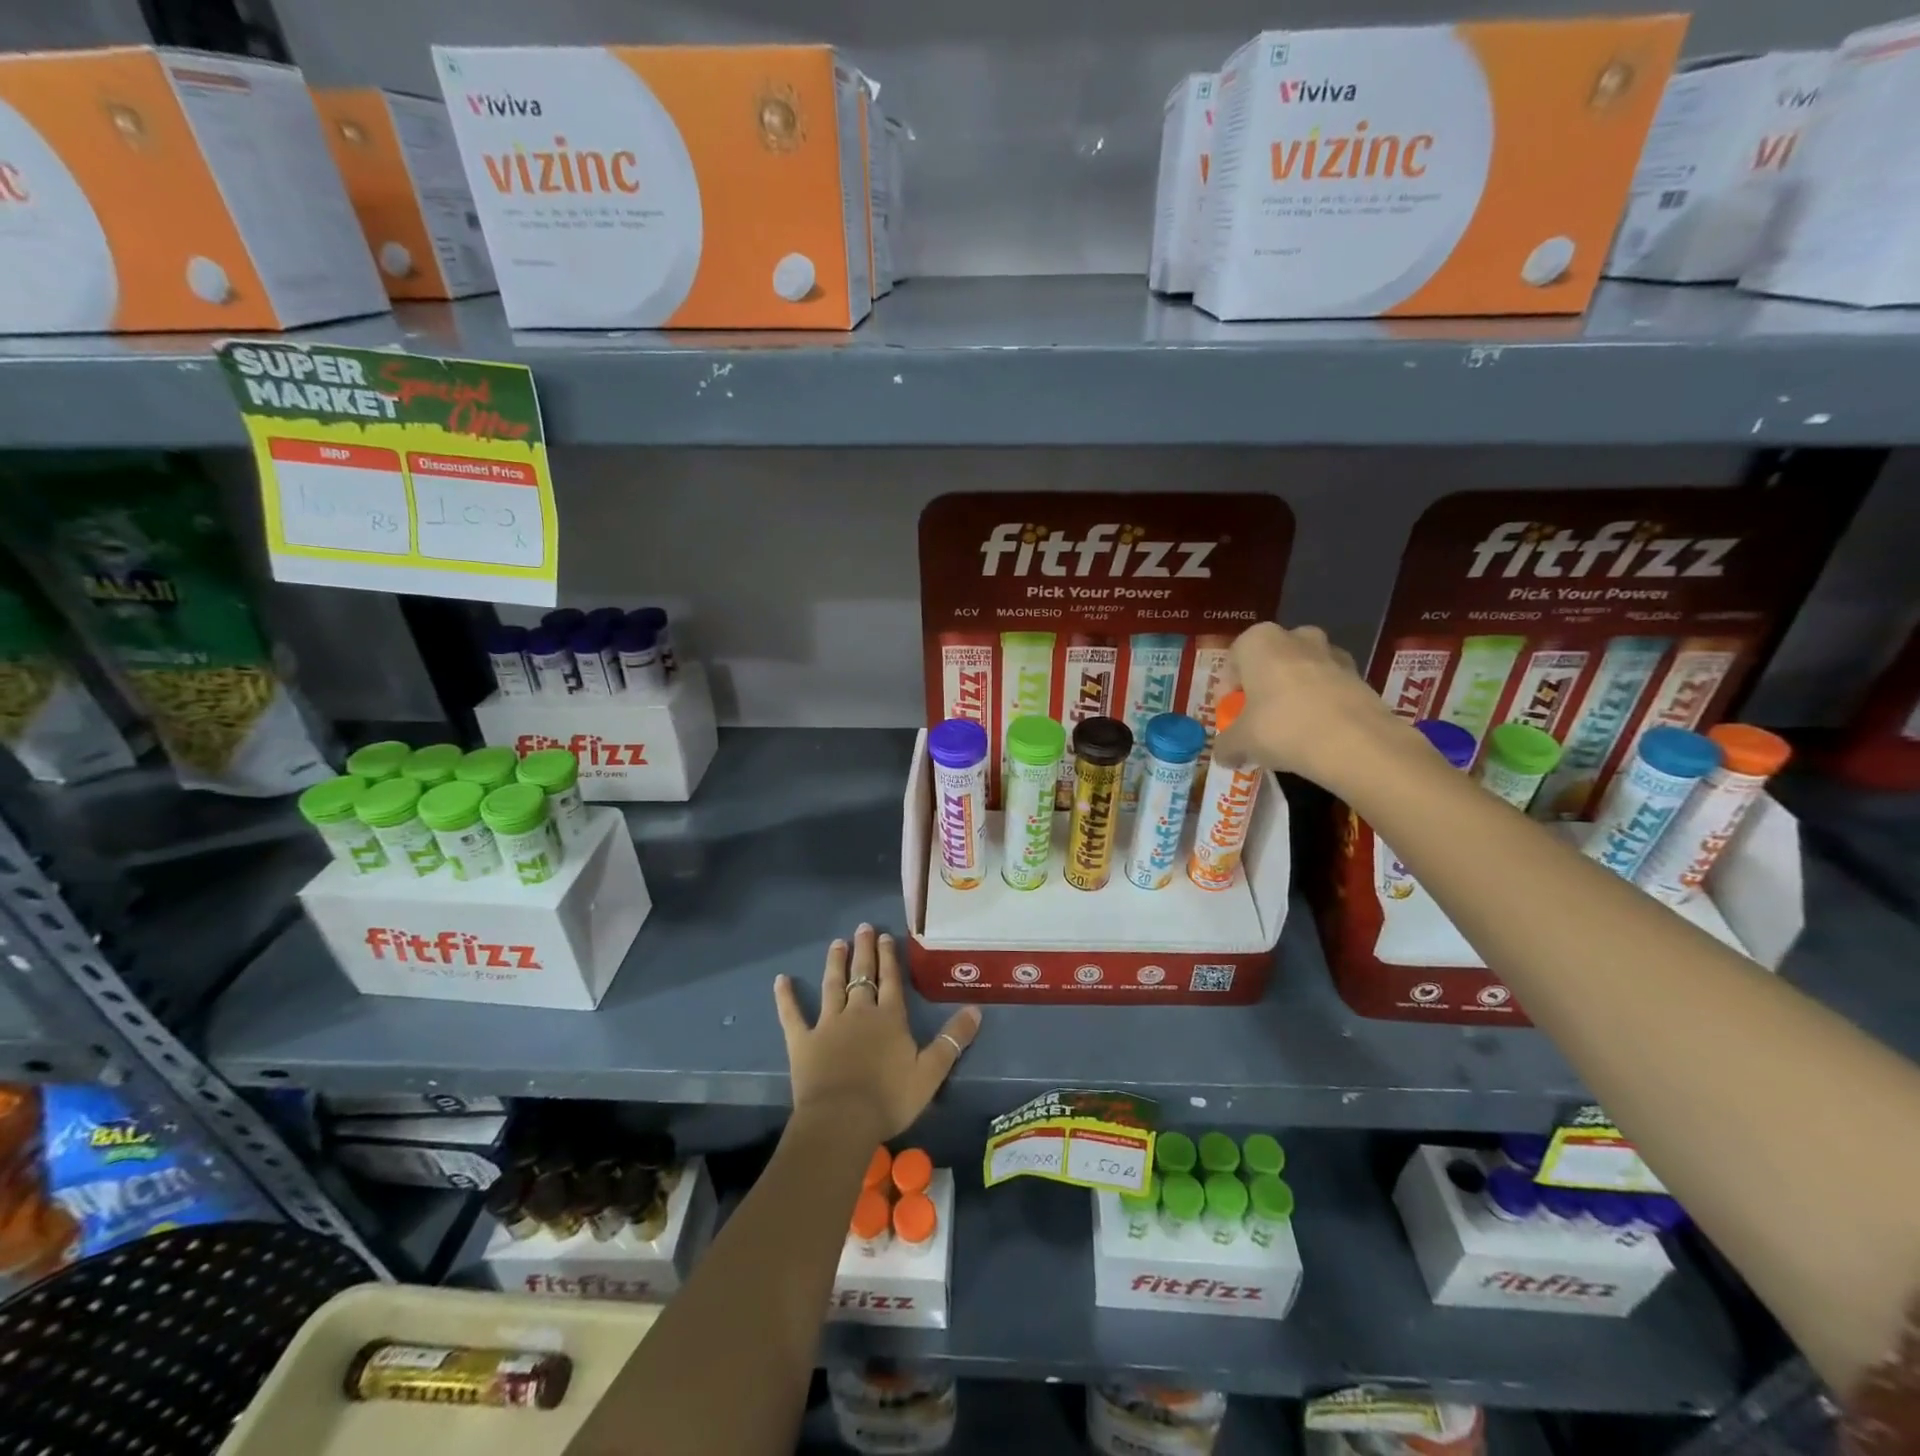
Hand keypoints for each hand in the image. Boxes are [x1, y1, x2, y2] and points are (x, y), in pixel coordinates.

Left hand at [774, 924, 981, 1143]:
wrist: (842, 1121)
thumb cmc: (889, 1098)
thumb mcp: (931, 1072)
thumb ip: (952, 1040)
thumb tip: (976, 1010)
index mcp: (889, 1018)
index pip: (891, 980)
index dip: (889, 957)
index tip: (885, 935)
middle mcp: (859, 1012)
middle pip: (862, 975)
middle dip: (864, 951)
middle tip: (862, 928)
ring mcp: (828, 1024)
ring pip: (832, 986)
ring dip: (835, 963)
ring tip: (837, 943)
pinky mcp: (803, 1041)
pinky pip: (792, 1014)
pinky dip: (786, 997)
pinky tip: (780, 980)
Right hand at [1214, 623, 1405, 789]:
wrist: (1355, 743)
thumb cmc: (1282, 729)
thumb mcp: (1240, 742)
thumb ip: (1225, 745)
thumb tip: (1222, 755)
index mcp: (1259, 642)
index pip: (1233, 660)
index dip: (1228, 690)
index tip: (1231, 716)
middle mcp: (1296, 637)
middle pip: (1270, 661)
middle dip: (1263, 686)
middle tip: (1258, 719)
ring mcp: (1332, 654)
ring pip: (1302, 672)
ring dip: (1293, 694)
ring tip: (1290, 729)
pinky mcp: (1360, 676)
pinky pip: (1329, 687)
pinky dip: (1320, 704)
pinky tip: (1317, 733)